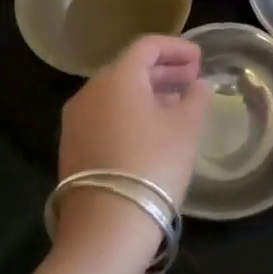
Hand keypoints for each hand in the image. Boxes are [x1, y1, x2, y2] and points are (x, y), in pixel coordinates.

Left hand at [53, 35, 209, 258]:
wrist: (106, 227)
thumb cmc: (153, 164)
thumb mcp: (187, 127)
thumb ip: (196, 97)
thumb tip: (197, 85)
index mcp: (117, 77)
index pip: (147, 46)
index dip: (177, 48)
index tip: (200, 59)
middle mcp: (90, 91)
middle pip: (130, 68)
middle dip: (164, 70)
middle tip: (192, 80)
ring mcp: (76, 120)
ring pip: (116, 93)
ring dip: (148, 92)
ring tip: (177, 106)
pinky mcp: (72, 147)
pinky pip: (105, 115)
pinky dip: (130, 112)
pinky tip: (151, 130)